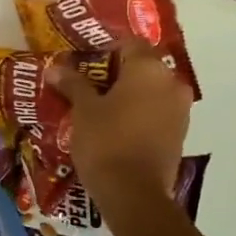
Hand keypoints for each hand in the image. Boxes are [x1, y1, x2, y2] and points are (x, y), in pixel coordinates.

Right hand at [50, 40, 194, 211]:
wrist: (134, 193)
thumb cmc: (106, 141)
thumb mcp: (83, 110)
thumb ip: (73, 84)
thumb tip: (55, 67)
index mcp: (149, 68)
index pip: (128, 42)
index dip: (104, 49)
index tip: (82, 63)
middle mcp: (171, 82)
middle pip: (142, 66)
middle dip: (116, 73)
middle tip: (87, 85)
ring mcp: (180, 109)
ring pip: (151, 91)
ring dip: (128, 95)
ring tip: (99, 108)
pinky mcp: (180, 134)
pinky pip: (156, 112)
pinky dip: (138, 114)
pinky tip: (115, 127)